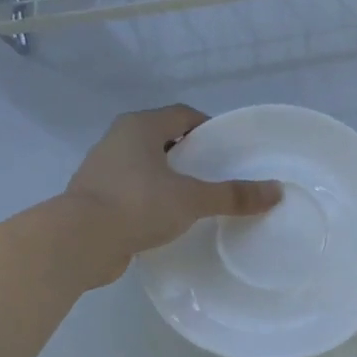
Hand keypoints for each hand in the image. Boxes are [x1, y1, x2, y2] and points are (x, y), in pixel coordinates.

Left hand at [63, 106, 281, 285]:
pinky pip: (134, 192)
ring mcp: (103, 170)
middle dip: (191, 155)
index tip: (230, 148)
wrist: (79, 241)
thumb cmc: (137, 205)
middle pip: (163, 140)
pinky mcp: (96, 199)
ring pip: (147, 167)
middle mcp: (117, 141)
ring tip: (199, 199)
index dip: (208, 128)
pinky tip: (171, 219)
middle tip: (220, 174)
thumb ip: (234, 195)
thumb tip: (277, 191)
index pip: (182, 115)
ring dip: (170, 178)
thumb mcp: (193, 199)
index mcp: (139, 128)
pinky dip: (153, 200)